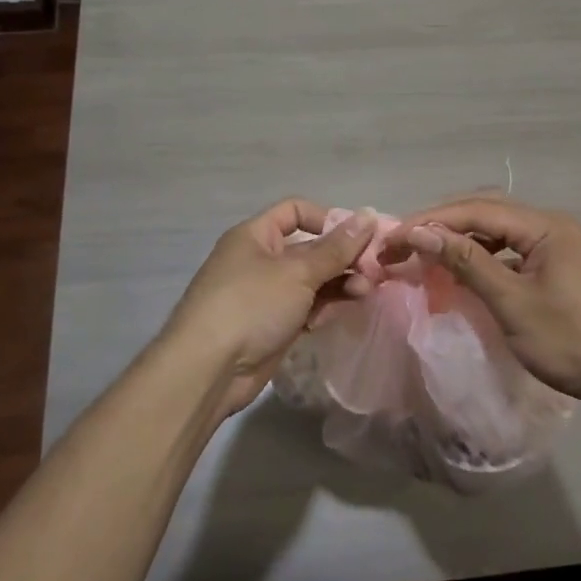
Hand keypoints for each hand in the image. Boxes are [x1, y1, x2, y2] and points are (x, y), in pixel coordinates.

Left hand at [157, 199, 377, 417]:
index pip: (295, 211)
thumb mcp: (298, 271)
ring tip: (364, 292)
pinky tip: (341, 312)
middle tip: (372, 271)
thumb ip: (337, 247)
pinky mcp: (271, 325)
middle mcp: (259, 260)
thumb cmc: (251, 305)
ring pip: (310, 280)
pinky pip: (304, 307)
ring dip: (338, 283)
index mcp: (255, 236)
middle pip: (309, 248)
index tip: (358, 237)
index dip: (328, 219)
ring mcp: (265, 295)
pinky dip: (323, 307)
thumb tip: (369, 215)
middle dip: (342, 257)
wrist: (208, 369)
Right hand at [387, 195, 580, 410]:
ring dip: (463, 239)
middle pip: (489, 212)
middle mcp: (554, 226)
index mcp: (546, 226)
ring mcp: (561, 246)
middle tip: (404, 243)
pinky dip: (485, 256)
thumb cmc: (571, 341)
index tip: (395, 236)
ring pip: (501, 231)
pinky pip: (514, 250)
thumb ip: (467, 262)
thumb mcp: (512, 302)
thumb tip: (421, 232)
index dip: (433, 220)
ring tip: (427, 254)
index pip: (478, 209)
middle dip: (444, 225)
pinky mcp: (562, 267)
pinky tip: (465, 270)